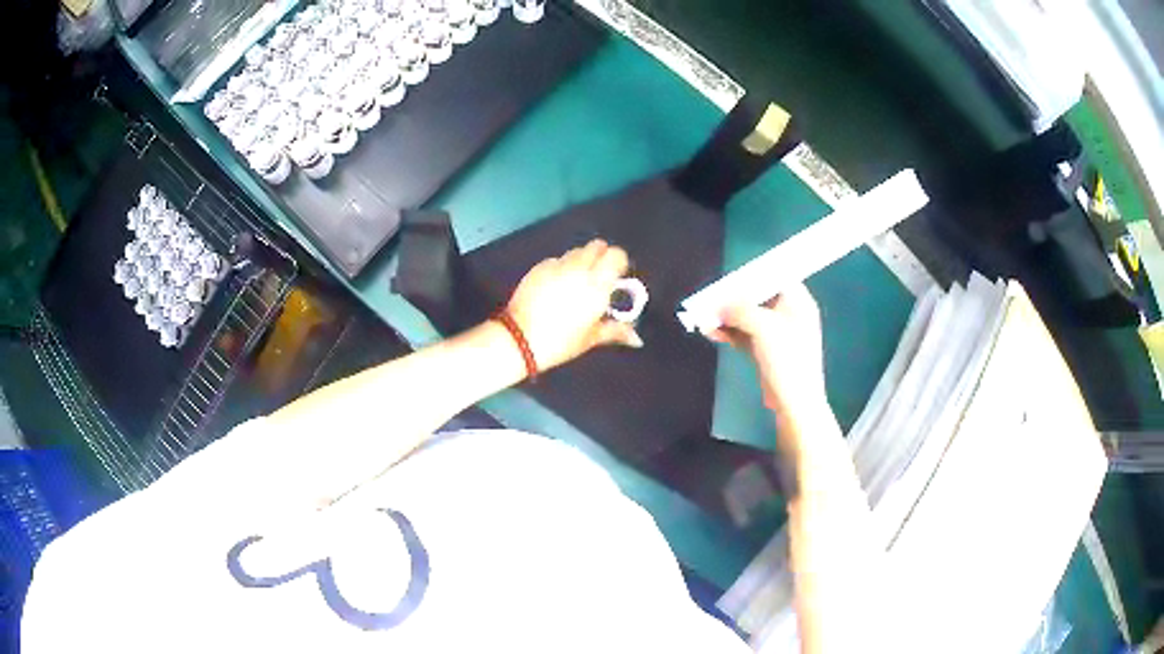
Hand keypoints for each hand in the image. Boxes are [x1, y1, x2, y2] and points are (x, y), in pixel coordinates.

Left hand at [507, 240, 642, 370]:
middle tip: (598, 277)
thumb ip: (616, 331)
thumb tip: (637, 339)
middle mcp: (579, 268)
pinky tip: (555, 287)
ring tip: (576, 282)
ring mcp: (557, 265)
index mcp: (598, 284)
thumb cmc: (561, 342)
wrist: (519, 339)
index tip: (616, 276)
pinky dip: (561, 268)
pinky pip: (557, 260)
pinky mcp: (539, 267)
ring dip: (582, 261)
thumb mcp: (591, 338)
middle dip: (601, 257)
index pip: (617, 254)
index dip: (619, 262)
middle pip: (597, 246)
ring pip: (576, 251)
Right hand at [706, 284, 826, 414]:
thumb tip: (719, 303)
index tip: (729, 279)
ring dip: (726, 317)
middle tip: (710, 300)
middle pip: (757, 298)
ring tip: (703, 317)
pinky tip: (710, 332)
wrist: (794, 403)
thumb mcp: (763, 327)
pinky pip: (744, 335)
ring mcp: (777, 335)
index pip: (774, 277)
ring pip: (748, 318)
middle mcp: (789, 314)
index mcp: (798, 302)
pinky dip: (729, 332)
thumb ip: (740, 309)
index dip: (752, 276)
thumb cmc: (787, 359)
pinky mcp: (766, 352)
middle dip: (733, 299)